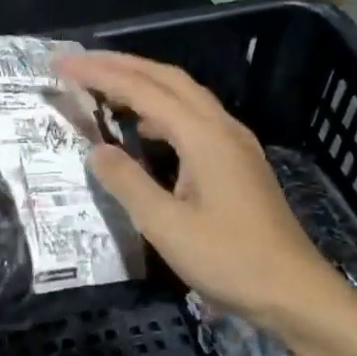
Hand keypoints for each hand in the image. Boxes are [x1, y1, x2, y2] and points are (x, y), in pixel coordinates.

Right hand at [54, 50, 356, 333]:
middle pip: (166, 78)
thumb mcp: (166, 227)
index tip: (61, 65)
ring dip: (142, 83)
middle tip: (78, 63)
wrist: (295, 292)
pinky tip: (143, 128)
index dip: (99, 74)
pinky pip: (193, 117)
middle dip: (120, 64)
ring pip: (183, 95)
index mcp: (203, 136)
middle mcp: (221, 127)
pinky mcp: (238, 161)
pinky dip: (160, 109)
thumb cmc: (229, 260)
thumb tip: (95, 150)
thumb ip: (127, 183)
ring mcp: (234, 143)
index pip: (142, 89)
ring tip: (103, 88)